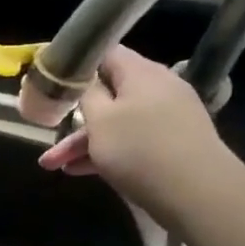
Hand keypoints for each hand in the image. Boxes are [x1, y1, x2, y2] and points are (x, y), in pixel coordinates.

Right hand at [35, 45, 241, 225]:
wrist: (197, 193)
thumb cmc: (140, 149)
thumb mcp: (100, 119)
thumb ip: (86, 93)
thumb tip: (84, 77)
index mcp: (141, 73)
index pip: (105, 52)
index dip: (76, 63)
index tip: (52, 80)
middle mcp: (157, 88)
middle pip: (108, 93)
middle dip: (74, 115)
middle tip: (47, 130)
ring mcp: (167, 117)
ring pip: (116, 122)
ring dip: (84, 141)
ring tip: (54, 166)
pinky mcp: (171, 143)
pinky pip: (131, 140)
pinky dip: (106, 152)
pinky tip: (80, 171)